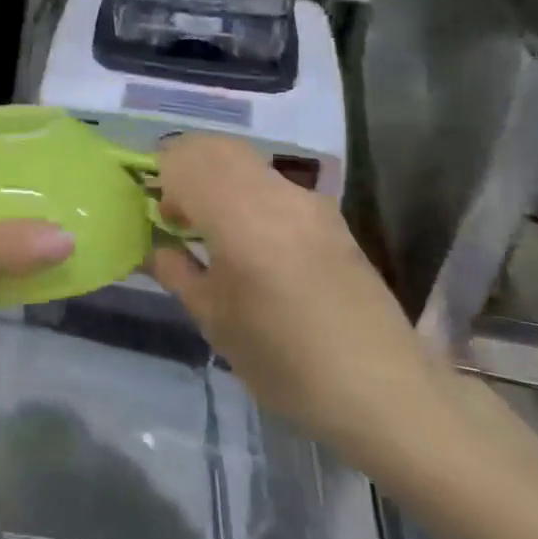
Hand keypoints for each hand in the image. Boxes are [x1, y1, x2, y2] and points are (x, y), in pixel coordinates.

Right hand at [147, 135, 437, 450]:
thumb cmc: (284, 360)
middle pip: (216, 147)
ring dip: (217, 178)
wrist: (381, 390)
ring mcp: (308, 201)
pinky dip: (247, 193)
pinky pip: (273, 184)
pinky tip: (251, 242)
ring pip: (246, 161)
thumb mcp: (215, 320)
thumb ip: (177, 271)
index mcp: (240, 215)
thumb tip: (157, 246)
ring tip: (211, 228)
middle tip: (177, 213)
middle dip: (185, 168)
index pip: (183, 160)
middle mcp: (275, 193)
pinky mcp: (330, 217)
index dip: (159, 178)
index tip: (157, 216)